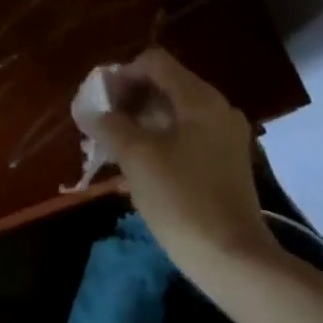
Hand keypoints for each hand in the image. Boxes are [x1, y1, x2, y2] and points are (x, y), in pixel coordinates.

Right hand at [91, 48, 279, 284]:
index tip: (99, 101)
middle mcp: (217, 109)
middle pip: (164, 86)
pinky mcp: (224, 164)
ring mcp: (224, 138)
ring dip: (139, 124)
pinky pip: (185, 138)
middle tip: (101, 125)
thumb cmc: (182, 199)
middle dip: (128, 101)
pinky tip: (136, 169)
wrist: (233, 259)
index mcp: (200, 99)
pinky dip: (158, 142)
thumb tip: (89, 109)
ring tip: (112, 149)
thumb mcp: (136, 157)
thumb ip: (109, 124)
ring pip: (173, 114)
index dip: (121, 75)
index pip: (154, 63)